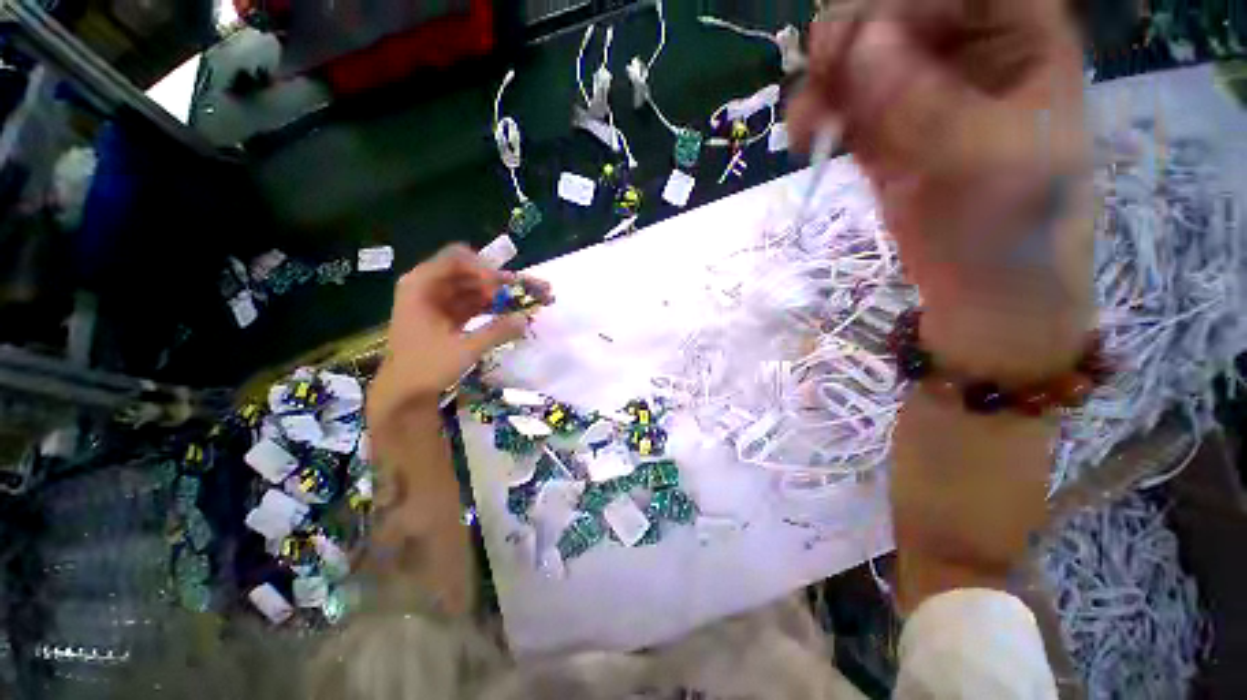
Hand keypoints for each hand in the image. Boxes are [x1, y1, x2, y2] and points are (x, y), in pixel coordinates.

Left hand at [367, 244, 551, 429]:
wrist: (403, 393)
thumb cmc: (425, 368)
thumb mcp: (464, 349)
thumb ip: (497, 331)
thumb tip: (526, 319)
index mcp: (421, 286)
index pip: (457, 259)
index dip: (484, 267)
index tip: (507, 284)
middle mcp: (429, 287)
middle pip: (470, 273)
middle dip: (501, 281)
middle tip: (531, 288)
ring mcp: (439, 302)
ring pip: (475, 289)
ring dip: (501, 294)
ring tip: (528, 298)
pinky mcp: (448, 316)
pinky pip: (474, 304)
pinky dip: (492, 307)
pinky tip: (513, 311)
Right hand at [790, 0, 1093, 380]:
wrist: (983, 285)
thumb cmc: (1015, 225)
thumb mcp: (989, 157)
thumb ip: (927, 101)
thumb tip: (863, 46)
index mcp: (1019, 39)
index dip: (910, 0)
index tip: (866, 38)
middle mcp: (966, 53)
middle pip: (898, 12)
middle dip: (853, 36)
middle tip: (822, 73)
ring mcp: (918, 93)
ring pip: (858, 57)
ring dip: (824, 80)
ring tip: (806, 121)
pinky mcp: (882, 132)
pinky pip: (841, 105)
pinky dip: (816, 114)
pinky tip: (805, 136)